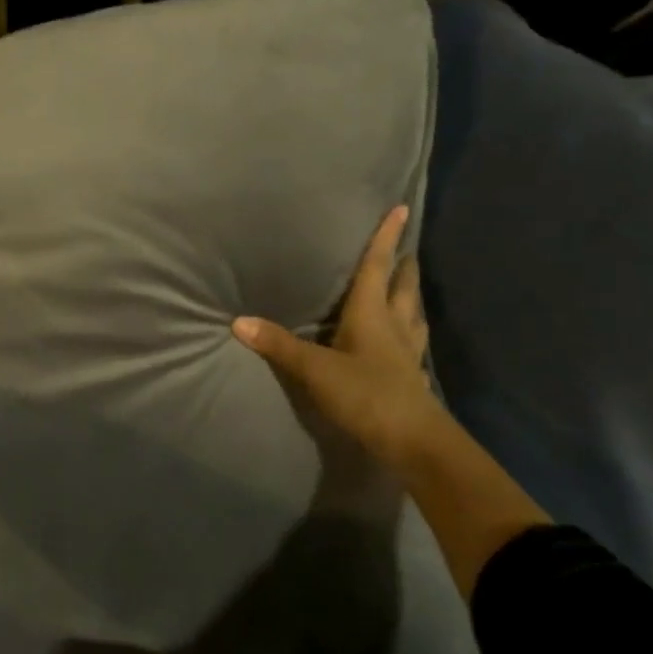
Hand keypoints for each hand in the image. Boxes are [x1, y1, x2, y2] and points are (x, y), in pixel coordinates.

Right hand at [232, 204, 438, 464]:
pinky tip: (405, 337)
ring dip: (410, 296)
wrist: (414, 443)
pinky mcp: (412, 376)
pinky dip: (409, 329)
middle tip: (406, 248)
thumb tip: (238, 322)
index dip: (386, 238)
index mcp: (373, 313)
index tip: (401, 210)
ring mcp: (407, 353)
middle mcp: (395, 326)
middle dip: (404, 265)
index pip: (378, 266)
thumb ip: (279, 345)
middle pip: (403, 287)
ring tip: (407, 286)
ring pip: (413, 314)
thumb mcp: (315, 369)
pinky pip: (412, 341)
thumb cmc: (366, 394)